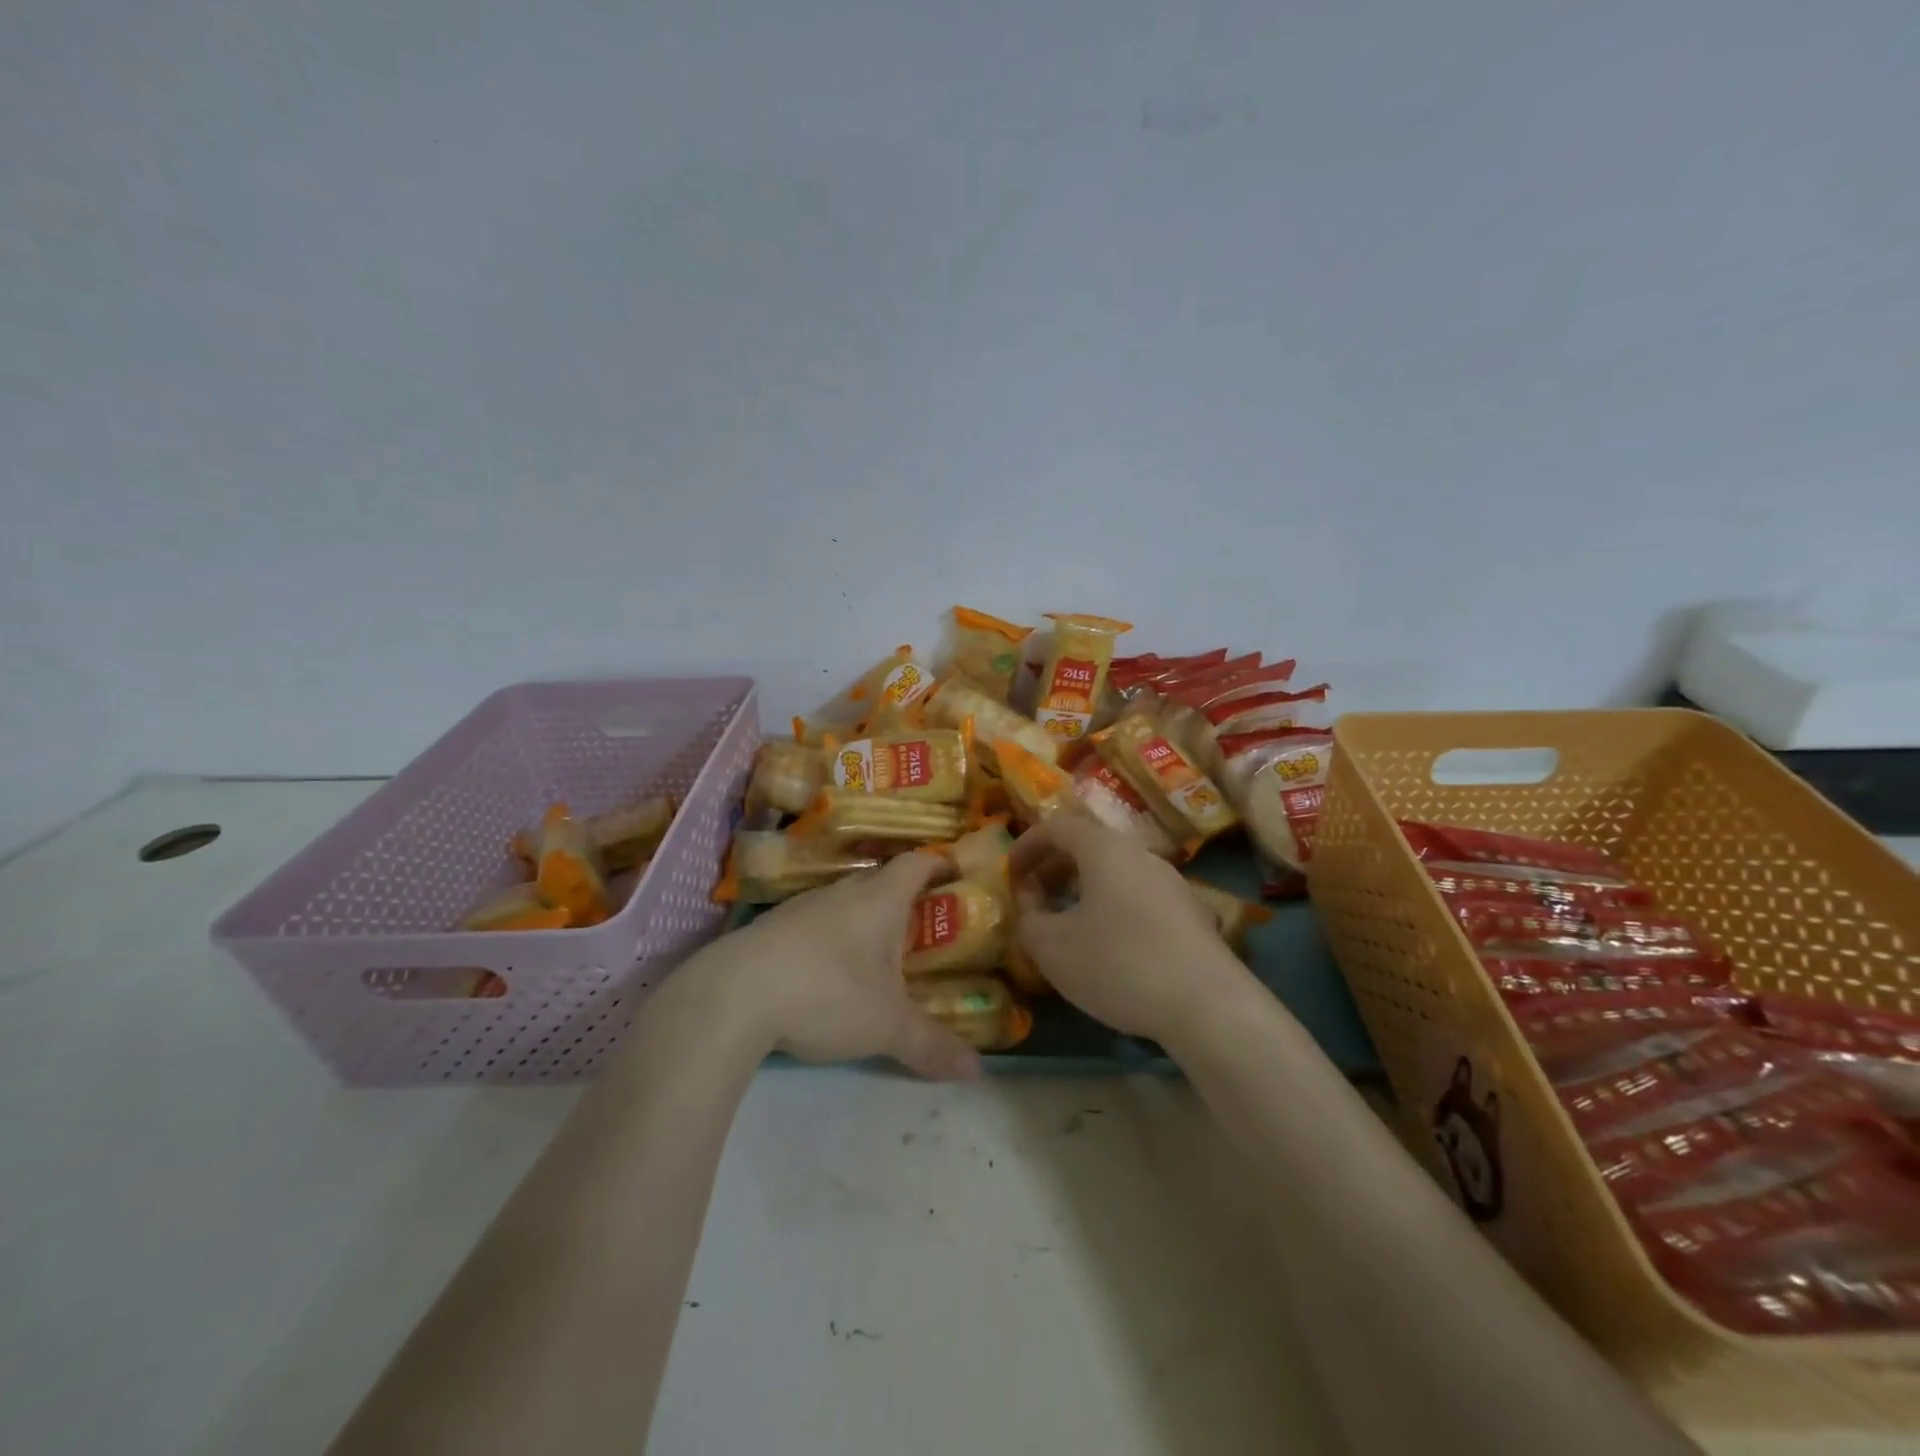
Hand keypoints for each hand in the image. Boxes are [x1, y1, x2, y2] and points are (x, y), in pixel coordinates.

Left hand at [715, 852, 982, 1080]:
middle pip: (879, 880)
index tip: (953, 871)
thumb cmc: (826, 993)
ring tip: (875, 951)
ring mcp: (801, 907)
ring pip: (842, 901)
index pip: (915, 864)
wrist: (732, 996)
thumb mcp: (886, 1026)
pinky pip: (812, 922)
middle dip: (901, 897)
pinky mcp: (770, 928)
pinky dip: (828, 937)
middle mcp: (841, 893)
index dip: (937, 864)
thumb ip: (931, 1046)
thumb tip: (976, 1072)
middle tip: (920, 924)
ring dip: (861, 918)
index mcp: (878, 900)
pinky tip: (825, 970)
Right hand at [1008, 816, 1249, 1044]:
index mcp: (1105, 849)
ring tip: (1065, 922)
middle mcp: (1141, 855)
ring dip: (1082, 889)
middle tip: (1032, 898)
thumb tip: (1030, 903)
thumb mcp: (1052, 947)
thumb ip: (1028, 918)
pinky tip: (1107, 945)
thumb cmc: (1119, 964)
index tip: (1009, 873)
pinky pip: (1137, 896)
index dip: (1027, 846)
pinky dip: (1110, 906)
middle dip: (1053, 868)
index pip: (1058, 827)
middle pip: (1089, 846)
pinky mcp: (1190, 914)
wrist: (1208, 1005)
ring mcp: (1172, 883)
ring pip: (1115, 872)